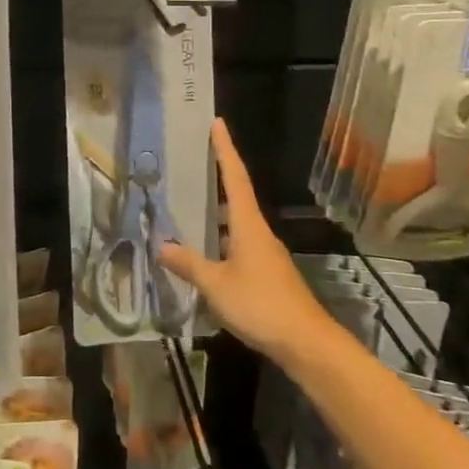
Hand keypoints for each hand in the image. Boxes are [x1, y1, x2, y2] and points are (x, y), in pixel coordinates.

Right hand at [159, 118, 330, 368]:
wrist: (308, 344)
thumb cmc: (261, 305)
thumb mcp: (216, 285)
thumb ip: (189, 264)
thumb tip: (161, 245)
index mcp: (248, 225)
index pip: (235, 177)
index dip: (225, 149)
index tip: (217, 123)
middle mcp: (259, 233)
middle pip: (237, 197)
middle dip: (217, 178)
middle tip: (193, 163)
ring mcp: (267, 254)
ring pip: (238, 225)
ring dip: (217, 215)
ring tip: (189, 208)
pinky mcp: (269, 275)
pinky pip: (240, 246)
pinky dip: (222, 241)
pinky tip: (206, 255)